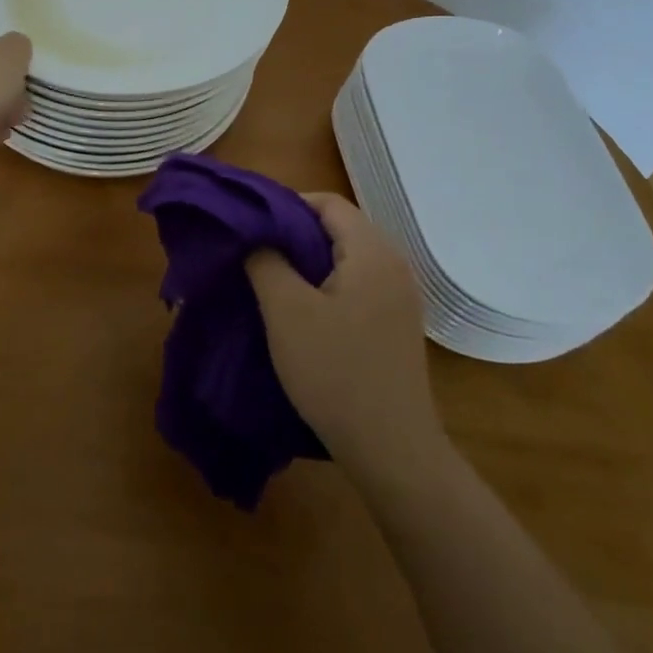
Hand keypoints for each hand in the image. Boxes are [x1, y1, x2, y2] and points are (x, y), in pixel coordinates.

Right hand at [246, 192, 443, 476]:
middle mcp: (394, 264)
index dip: (286, 206)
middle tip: (256, 254)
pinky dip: (329, 285)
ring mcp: (401, 296)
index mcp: (372, 251)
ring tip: (273, 281)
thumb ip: (265, 261)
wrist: (391, 450)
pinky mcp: (398, 324)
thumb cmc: (335, 372)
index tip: (252, 228)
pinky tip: (305, 312)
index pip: (327, 202)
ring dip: (310, 262)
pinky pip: (359, 284)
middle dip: (294, 234)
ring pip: (348, 258)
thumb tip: (256, 235)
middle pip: (339, 227)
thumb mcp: (286, 311)